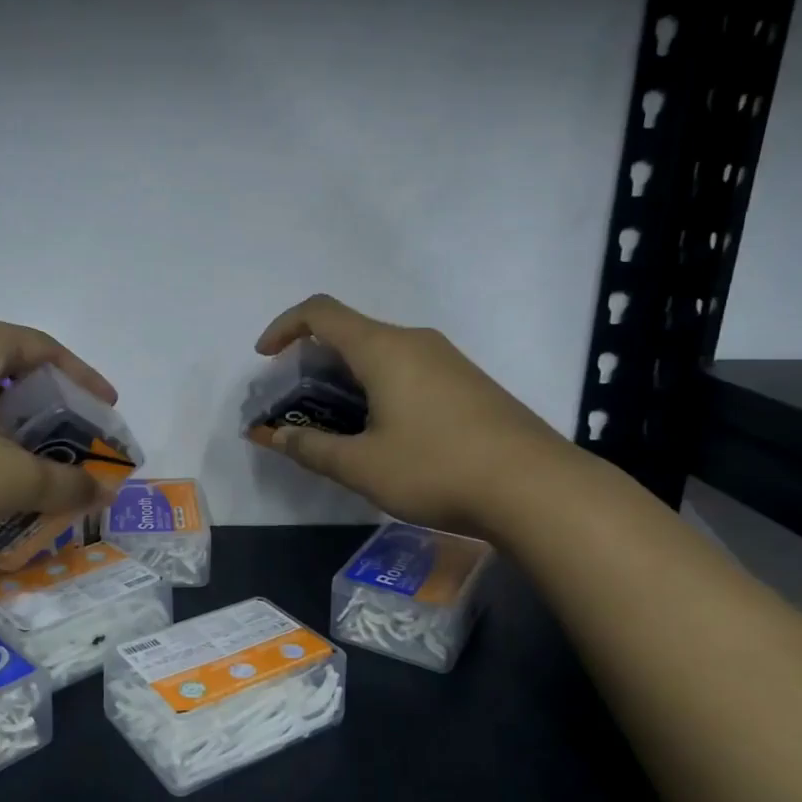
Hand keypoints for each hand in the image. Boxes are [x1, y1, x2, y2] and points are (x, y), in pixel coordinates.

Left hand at [0, 313, 117, 556]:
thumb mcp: (9, 480)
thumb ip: (64, 483)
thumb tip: (104, 490)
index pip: (45, 349)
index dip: (83, 379)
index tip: (106, 410)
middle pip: (9, 370)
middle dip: (46, 408)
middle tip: (70, 443)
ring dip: (9, 429)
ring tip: (28, 465)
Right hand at [254, 294, 579, 539]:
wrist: (536, 488)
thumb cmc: (437, 468)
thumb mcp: (362, 466)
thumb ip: (311, 447)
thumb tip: (274, 436)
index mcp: (383, 348)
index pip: (321, 313)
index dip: (284, 327)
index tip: (265, 359)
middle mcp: (415, 341)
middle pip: (350, 332)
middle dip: (312, 362)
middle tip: (296, 404)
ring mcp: (446, 360)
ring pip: (380, 353)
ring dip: (346, 378)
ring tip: (334, 423)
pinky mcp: (466, 383)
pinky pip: (407, 370)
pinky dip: (377, 388)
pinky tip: (382, 432)